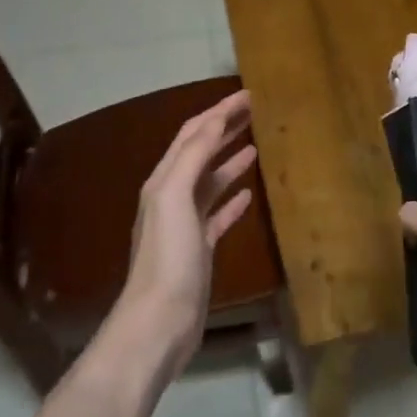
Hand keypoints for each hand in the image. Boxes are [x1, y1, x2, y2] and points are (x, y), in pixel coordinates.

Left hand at [112, 89, 258, 379]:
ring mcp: (186, 224)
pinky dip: (233, 198)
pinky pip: (218, 214)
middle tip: (256, 110)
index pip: (194, 133)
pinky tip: (250, 193)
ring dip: (230, 159)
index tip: (249, 94)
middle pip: (201, 152)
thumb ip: (192, 157)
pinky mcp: (201, 249)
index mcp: (165, 180)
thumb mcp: (174, 198)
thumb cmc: (168, 257)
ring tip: (256, 142)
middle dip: (226, 128)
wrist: (159, 322)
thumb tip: (214, 121)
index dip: (220, 111)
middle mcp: (172, 196)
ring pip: (211, 181)